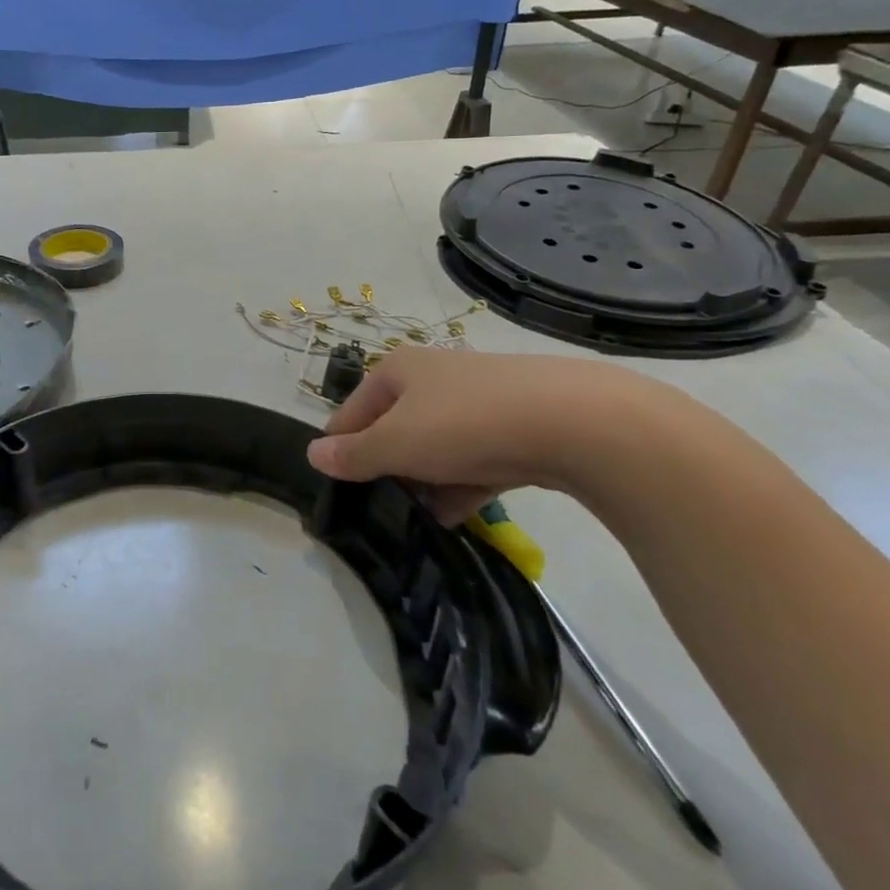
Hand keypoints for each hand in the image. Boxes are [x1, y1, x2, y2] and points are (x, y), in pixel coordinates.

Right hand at [305, 348, 638, 522]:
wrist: (576, 422)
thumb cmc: (464, 424)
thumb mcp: (396, 444)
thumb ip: (353, 454)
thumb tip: (313, 455)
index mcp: (396, 370)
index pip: (350, 412)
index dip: (341, 450)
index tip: (341, 489)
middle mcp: (433, 378)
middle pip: (394, 429)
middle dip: (389, 469)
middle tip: (385, 507)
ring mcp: (478, 400)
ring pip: (436, 447)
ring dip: (426, 481)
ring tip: (422, 519)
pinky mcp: (516, 425)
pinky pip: (474, 458)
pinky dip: (464, 483)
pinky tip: (459, 513)